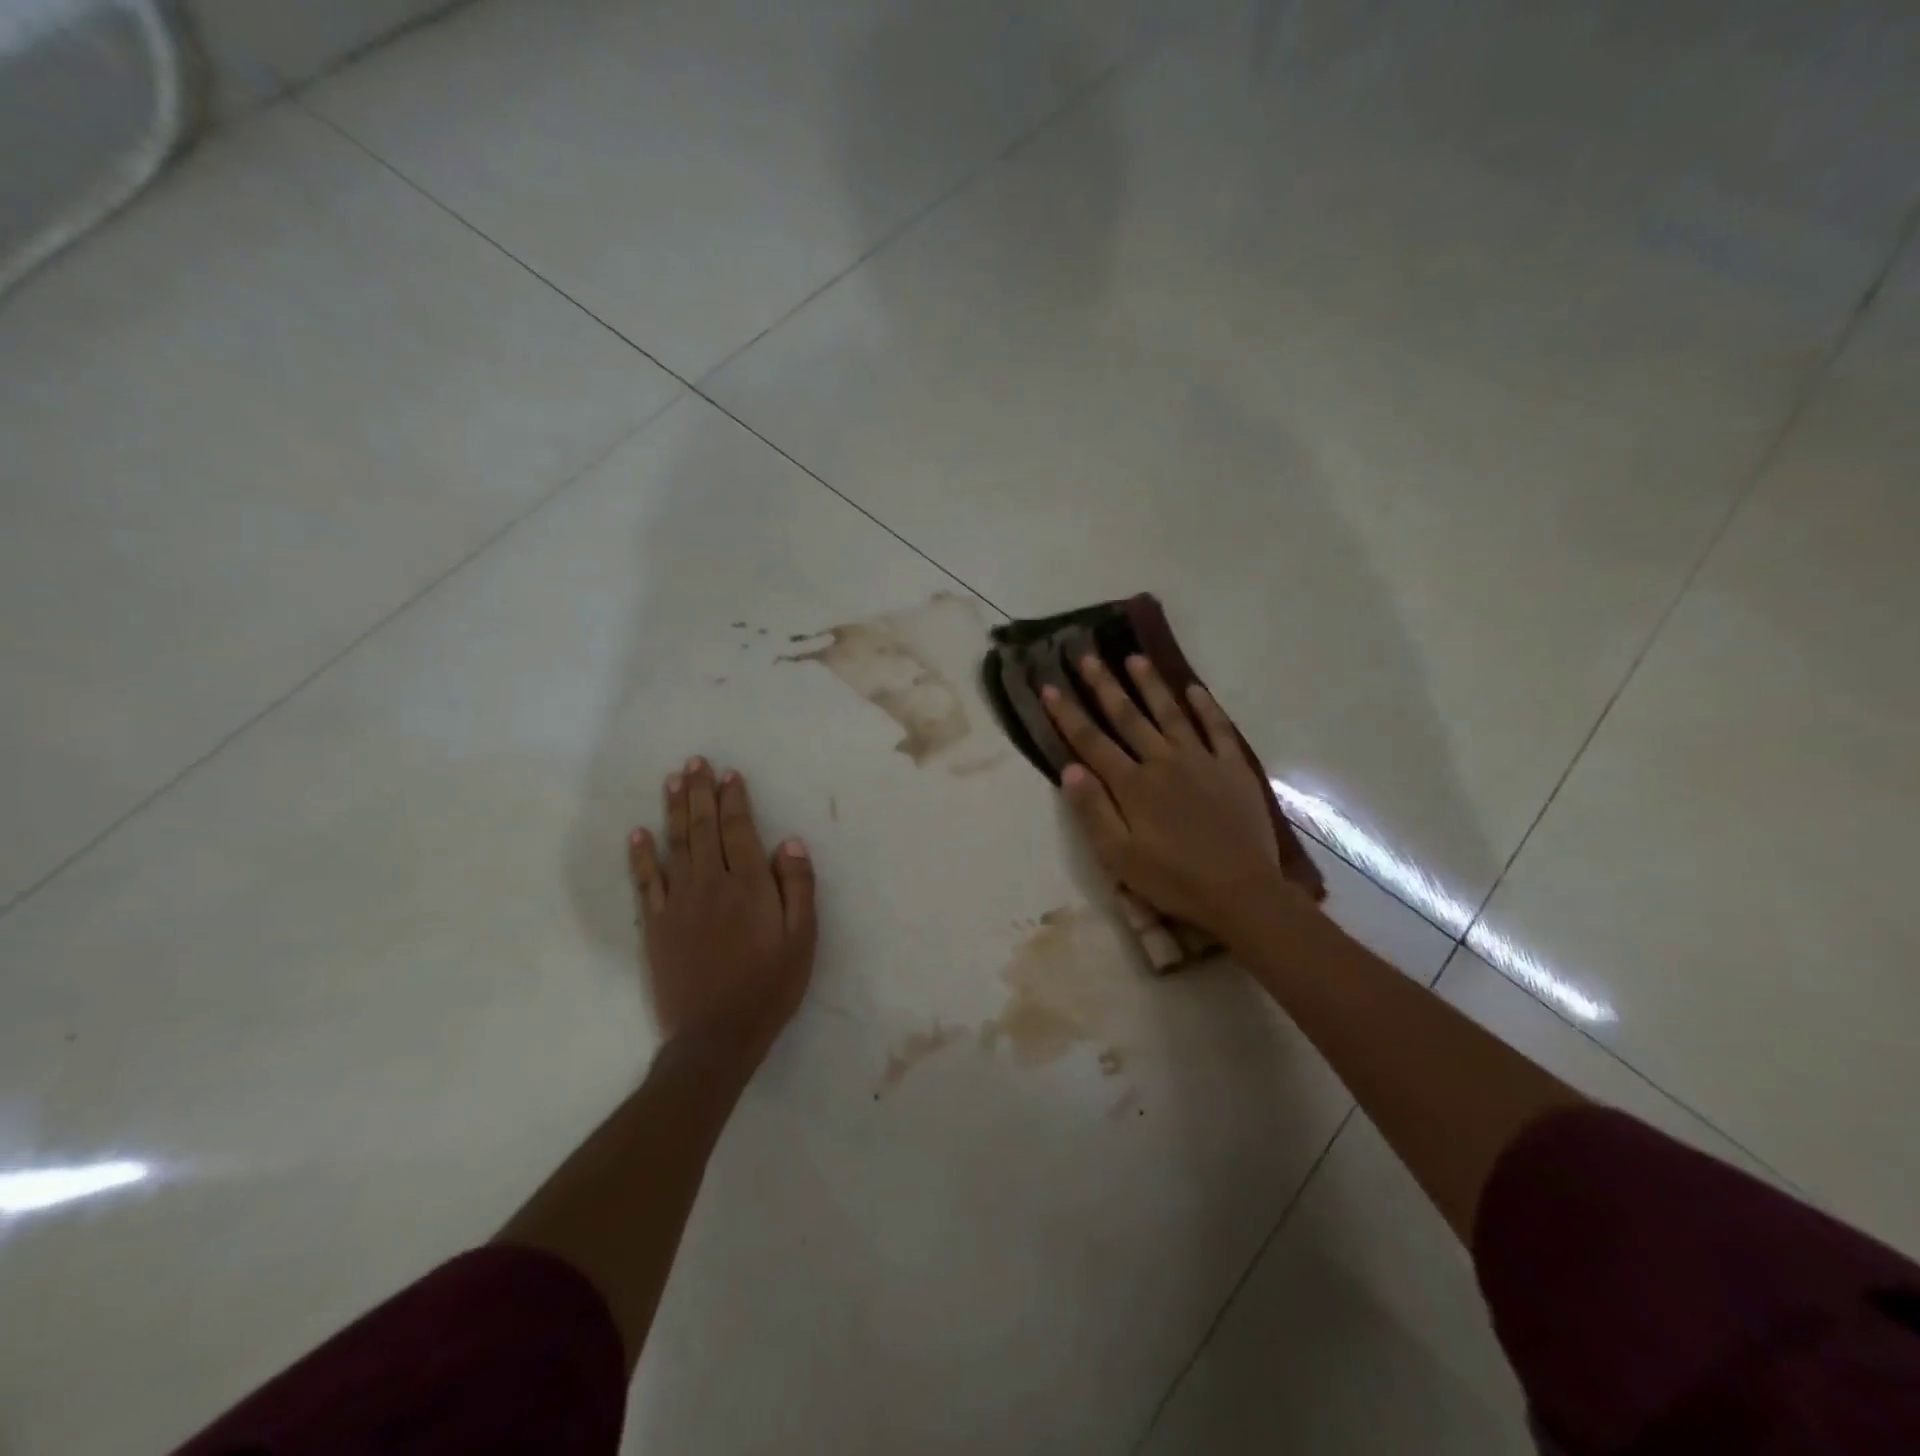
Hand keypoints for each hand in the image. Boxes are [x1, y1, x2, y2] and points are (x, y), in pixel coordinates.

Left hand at [628, 758, 816, 1070]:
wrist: (716, 1036)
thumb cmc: (769, 986)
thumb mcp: (803, 939)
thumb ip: (798, 887)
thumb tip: (790, 842)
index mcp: (749, 885)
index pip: (738, 829)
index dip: (733, 799)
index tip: (728, 773)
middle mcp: (711, 883)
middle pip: (703, 828)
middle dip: (700, 792)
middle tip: (695, 762)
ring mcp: (678, 903)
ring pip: (675, 845)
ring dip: (673, 810)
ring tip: (672, 780)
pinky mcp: (655, 925)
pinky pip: (646, 881)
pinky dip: (641, 855)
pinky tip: (638, 833)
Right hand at [1043, 655, 1298, 936]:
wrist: (1241, 892)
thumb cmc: (1173, 880)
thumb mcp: (1119, 857)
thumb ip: (1092, 811)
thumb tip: (1068, 769)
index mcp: (1132, 785)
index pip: (1091, 742)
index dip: (1067, 714)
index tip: (1049, 686)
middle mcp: (1163, 762)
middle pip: (1128, 717)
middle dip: (1104, 685)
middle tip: (1087, 655)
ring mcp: (1201, 761)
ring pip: (1171, 713)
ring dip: (1151, 685)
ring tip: (1134, 658)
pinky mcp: (1233, 769)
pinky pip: (1218, 730)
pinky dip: (1206, 708)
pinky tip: (1194, 689)